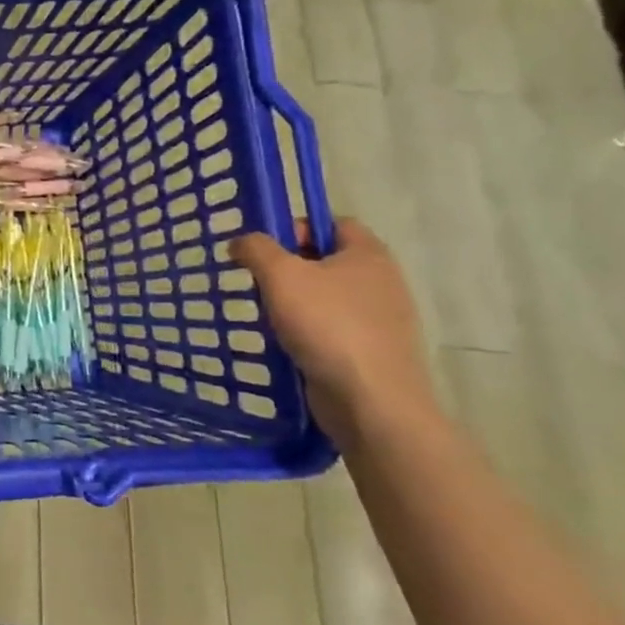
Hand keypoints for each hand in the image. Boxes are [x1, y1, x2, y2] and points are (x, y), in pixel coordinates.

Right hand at [231, 218, 435, 449]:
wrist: (372, 402)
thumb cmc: (328, 325)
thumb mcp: (280, 275)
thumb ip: (256, 249)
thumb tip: (241, 242)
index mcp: (369, 253)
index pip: (332, 223)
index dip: (297, 228)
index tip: (265, 249)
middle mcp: (382, 281)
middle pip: (327, 261)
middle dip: (289, 269)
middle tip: (259, 283)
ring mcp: (381, 320)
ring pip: (327, 298)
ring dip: (295, 304)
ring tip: (267, 317)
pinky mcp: (372, 352)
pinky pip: (332, 330)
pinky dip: (308, 334)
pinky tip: (287, 346)